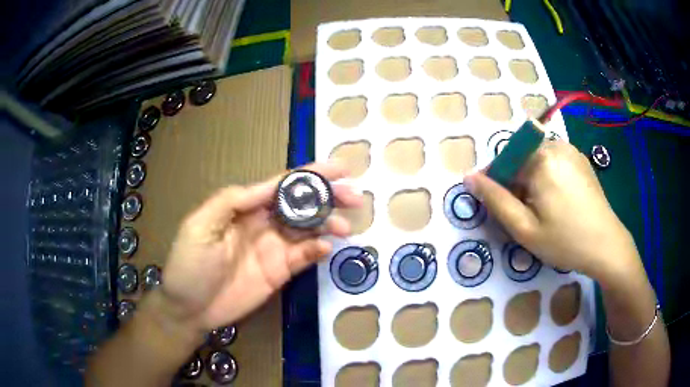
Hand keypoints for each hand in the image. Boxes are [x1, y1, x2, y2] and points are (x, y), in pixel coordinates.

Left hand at [153, 163, 362, 336]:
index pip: (282, 185)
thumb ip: (231, 201)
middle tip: (356, 198)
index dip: (311, 175)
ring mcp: (273, 248)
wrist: (189, 309)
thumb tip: (268, 187)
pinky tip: (326, 248)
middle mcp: (263, 223)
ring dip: (329, 224)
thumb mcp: (200, 225)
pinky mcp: (279, 272)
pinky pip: (303, 257)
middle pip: (301, 204)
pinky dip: (317, 250)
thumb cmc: (189, 264)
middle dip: (328, 197)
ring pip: (308, 229)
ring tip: (346, 227)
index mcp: (245, 207)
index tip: (340, 170)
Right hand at [464, 141, 639, 281]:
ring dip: (531, 178)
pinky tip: (559, 200)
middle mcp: (555, 145)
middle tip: (525, 213)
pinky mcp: (580, 159)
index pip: (503, 160)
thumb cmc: (565, 241)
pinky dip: (547, 175)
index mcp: (540, 159)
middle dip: (516, 181)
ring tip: (543, 208)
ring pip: (536, 158)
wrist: (607, 245)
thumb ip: (495, 200)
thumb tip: (469, 177)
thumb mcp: (524, 229)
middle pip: (520, 157)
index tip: (501, 207)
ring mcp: (570, 150)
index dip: (496, 183)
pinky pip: (553, 160)